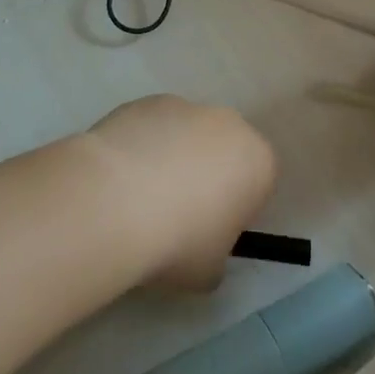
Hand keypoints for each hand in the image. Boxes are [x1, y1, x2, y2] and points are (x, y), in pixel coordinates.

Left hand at [86, 95, 277, 290]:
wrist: (115, 201)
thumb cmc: (178, 242)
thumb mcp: (210, 271)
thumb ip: (217, 255)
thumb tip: (202, 249)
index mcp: (258, 161)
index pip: (259, 182)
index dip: (237, 209)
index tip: (211, 232)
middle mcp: (228, 123)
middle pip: (224, 150)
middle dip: (207, 175)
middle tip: (177, 213)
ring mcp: (185, 105)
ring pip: (186, 134)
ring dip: (172, 157)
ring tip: (139, 197)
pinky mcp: (145, 101)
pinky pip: (152, 127)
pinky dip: (142, 146)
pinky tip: (119, 177)